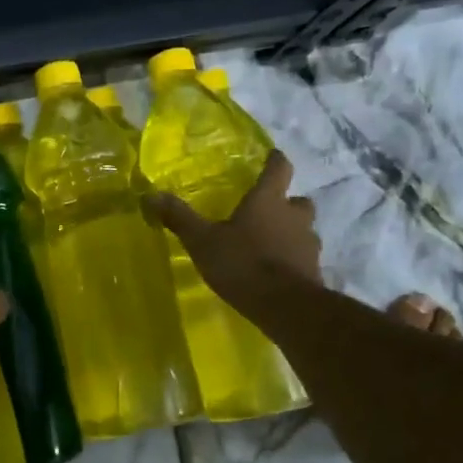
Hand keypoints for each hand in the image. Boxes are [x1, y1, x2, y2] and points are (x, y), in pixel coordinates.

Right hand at [146, 152, 320, 316]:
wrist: (285, 306)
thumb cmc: (243, 264)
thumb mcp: (202, 241)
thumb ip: (179, 218)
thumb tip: (150, 195)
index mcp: (268, 201)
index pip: (279, 169)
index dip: (275, 161)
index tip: (271, 156)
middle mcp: (294, 216)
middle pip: (298, 201)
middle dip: (286, 203)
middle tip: (267, 211)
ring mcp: (308, 244)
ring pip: (303, 230)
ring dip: (290, 232)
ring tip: (268, 244)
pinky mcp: (313, 271)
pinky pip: (303, 258)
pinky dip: (292, 259)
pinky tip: (276, 271)